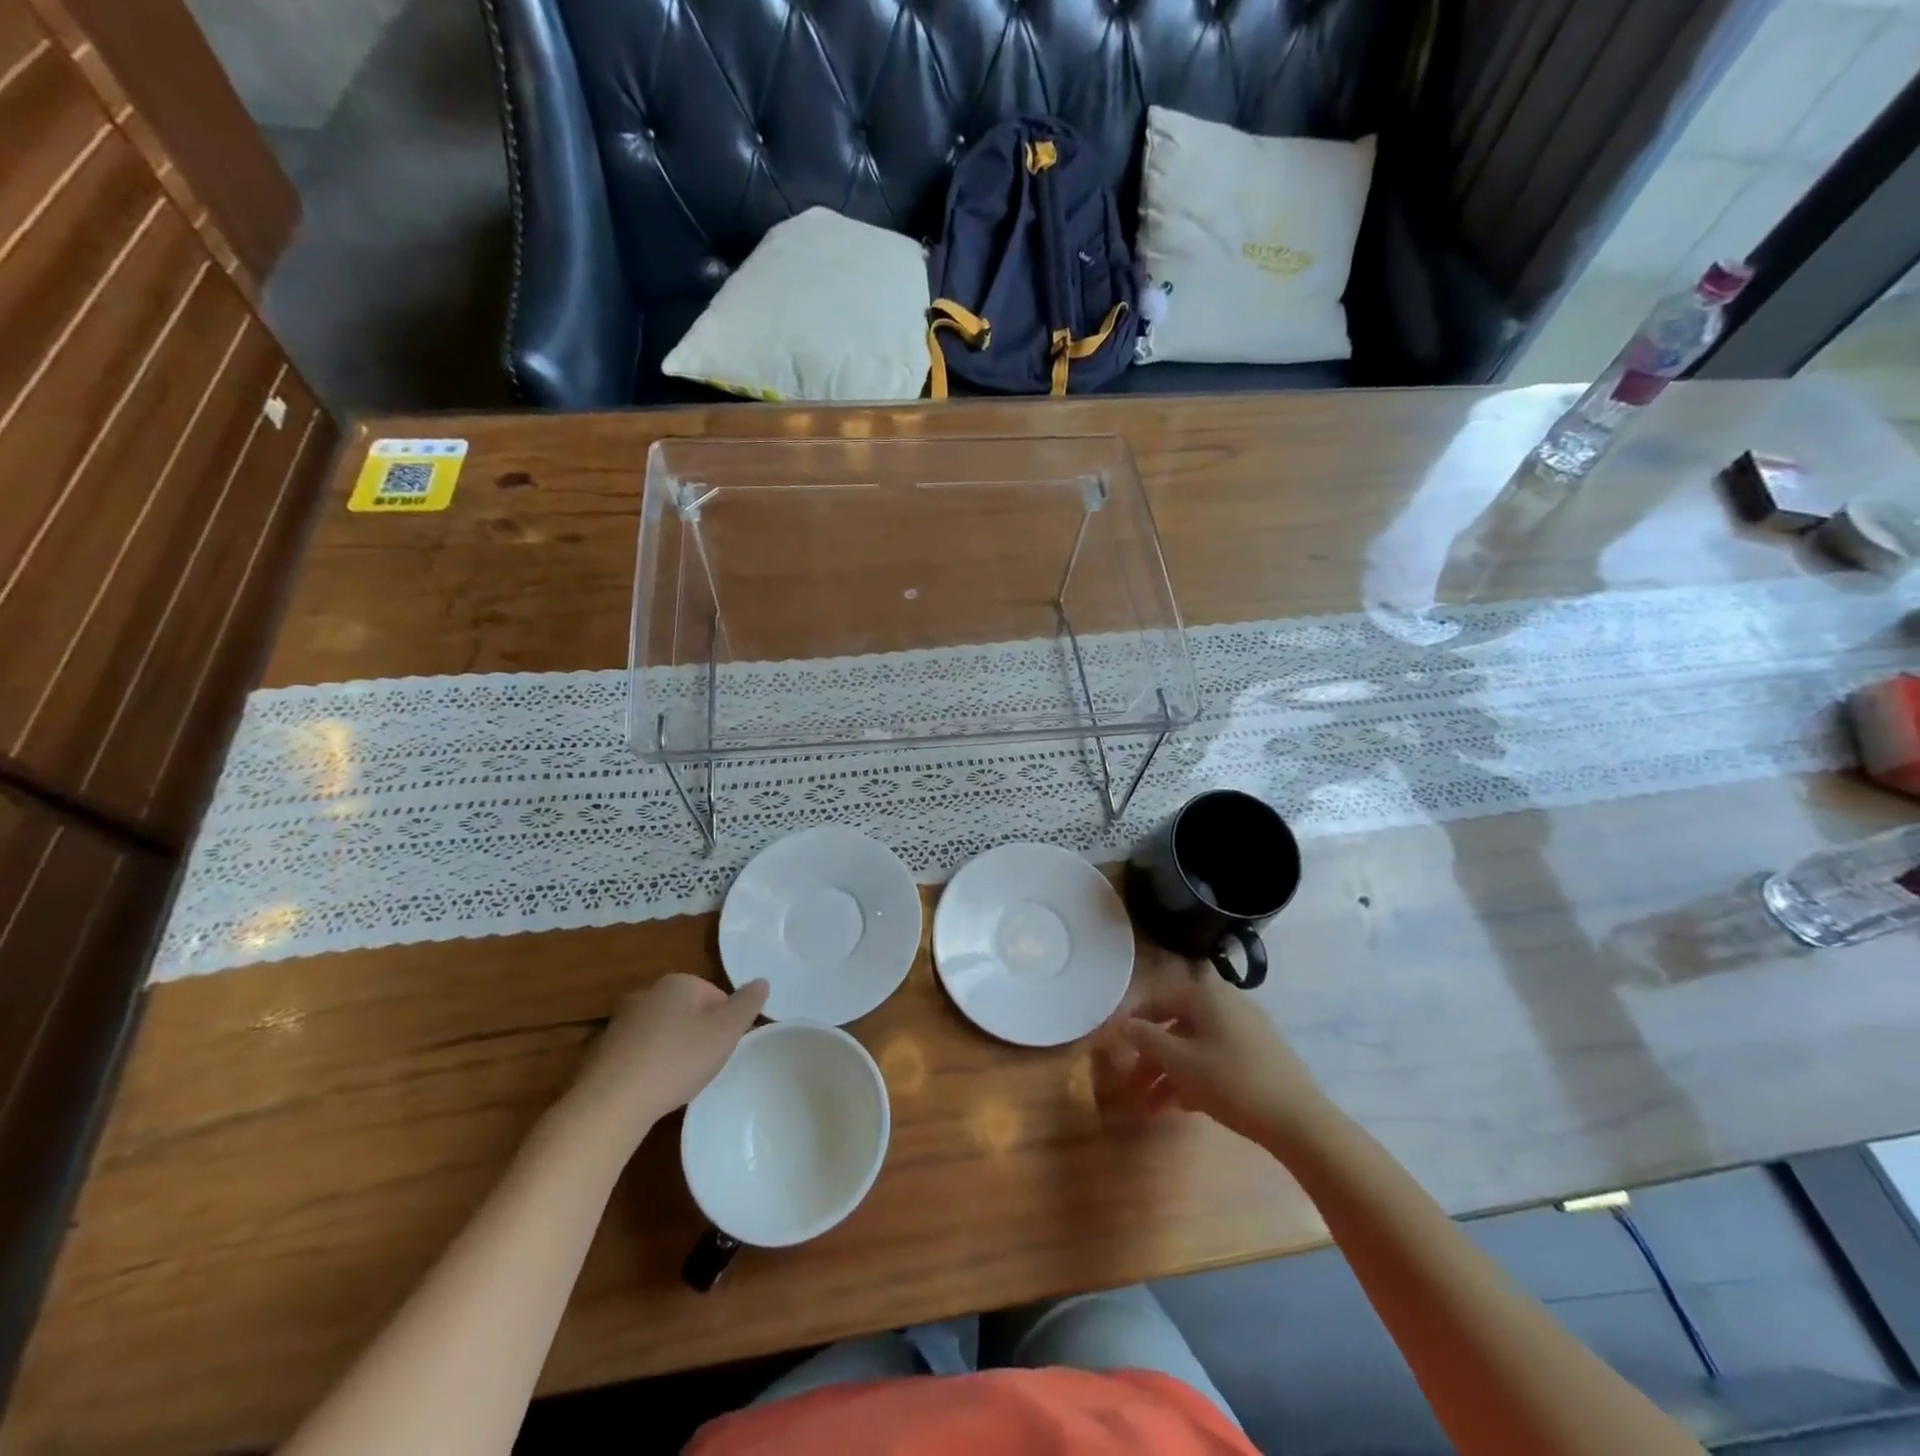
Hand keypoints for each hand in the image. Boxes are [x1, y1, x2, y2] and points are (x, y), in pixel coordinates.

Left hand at [558, 974, 768, 1153]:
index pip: (716, 996)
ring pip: (661, 1031)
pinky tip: (651, 1090)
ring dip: (672, 1050)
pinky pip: (637, 1053)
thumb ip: (748, 1004)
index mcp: (678, 982)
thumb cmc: (677, 1060)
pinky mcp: (601, 1050)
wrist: (611, 1103)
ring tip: (678, 1081)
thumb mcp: (726, 1032)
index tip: (722, 1049)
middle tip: (704, 1065)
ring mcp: (620, 1021)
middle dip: (698, 1034)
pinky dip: (647, 1066)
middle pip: (687, 1011)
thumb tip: (762, 981)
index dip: (725, 1024)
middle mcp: (647, 993)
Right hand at [1096, 971, 1331, 1146]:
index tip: (1115, 1047)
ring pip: (1195, 1045)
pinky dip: (1194, 1077)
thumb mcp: (1180, 1062)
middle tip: (1131, 1083)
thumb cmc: (1232, 1081)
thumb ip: (1147, 1039)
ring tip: (1150, 1105)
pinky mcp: (1259, 1056)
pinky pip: (1215, 1058)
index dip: (1133, 1022)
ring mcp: (1246, 1030)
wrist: (1300, 1121)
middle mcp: (1225, 1003)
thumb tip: (1124, 1024)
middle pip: (1176, 1024)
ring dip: (1169, 1072)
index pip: (1158, 998)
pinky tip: (1181, 1107)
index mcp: (1206, 995)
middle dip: (1151, 1056)